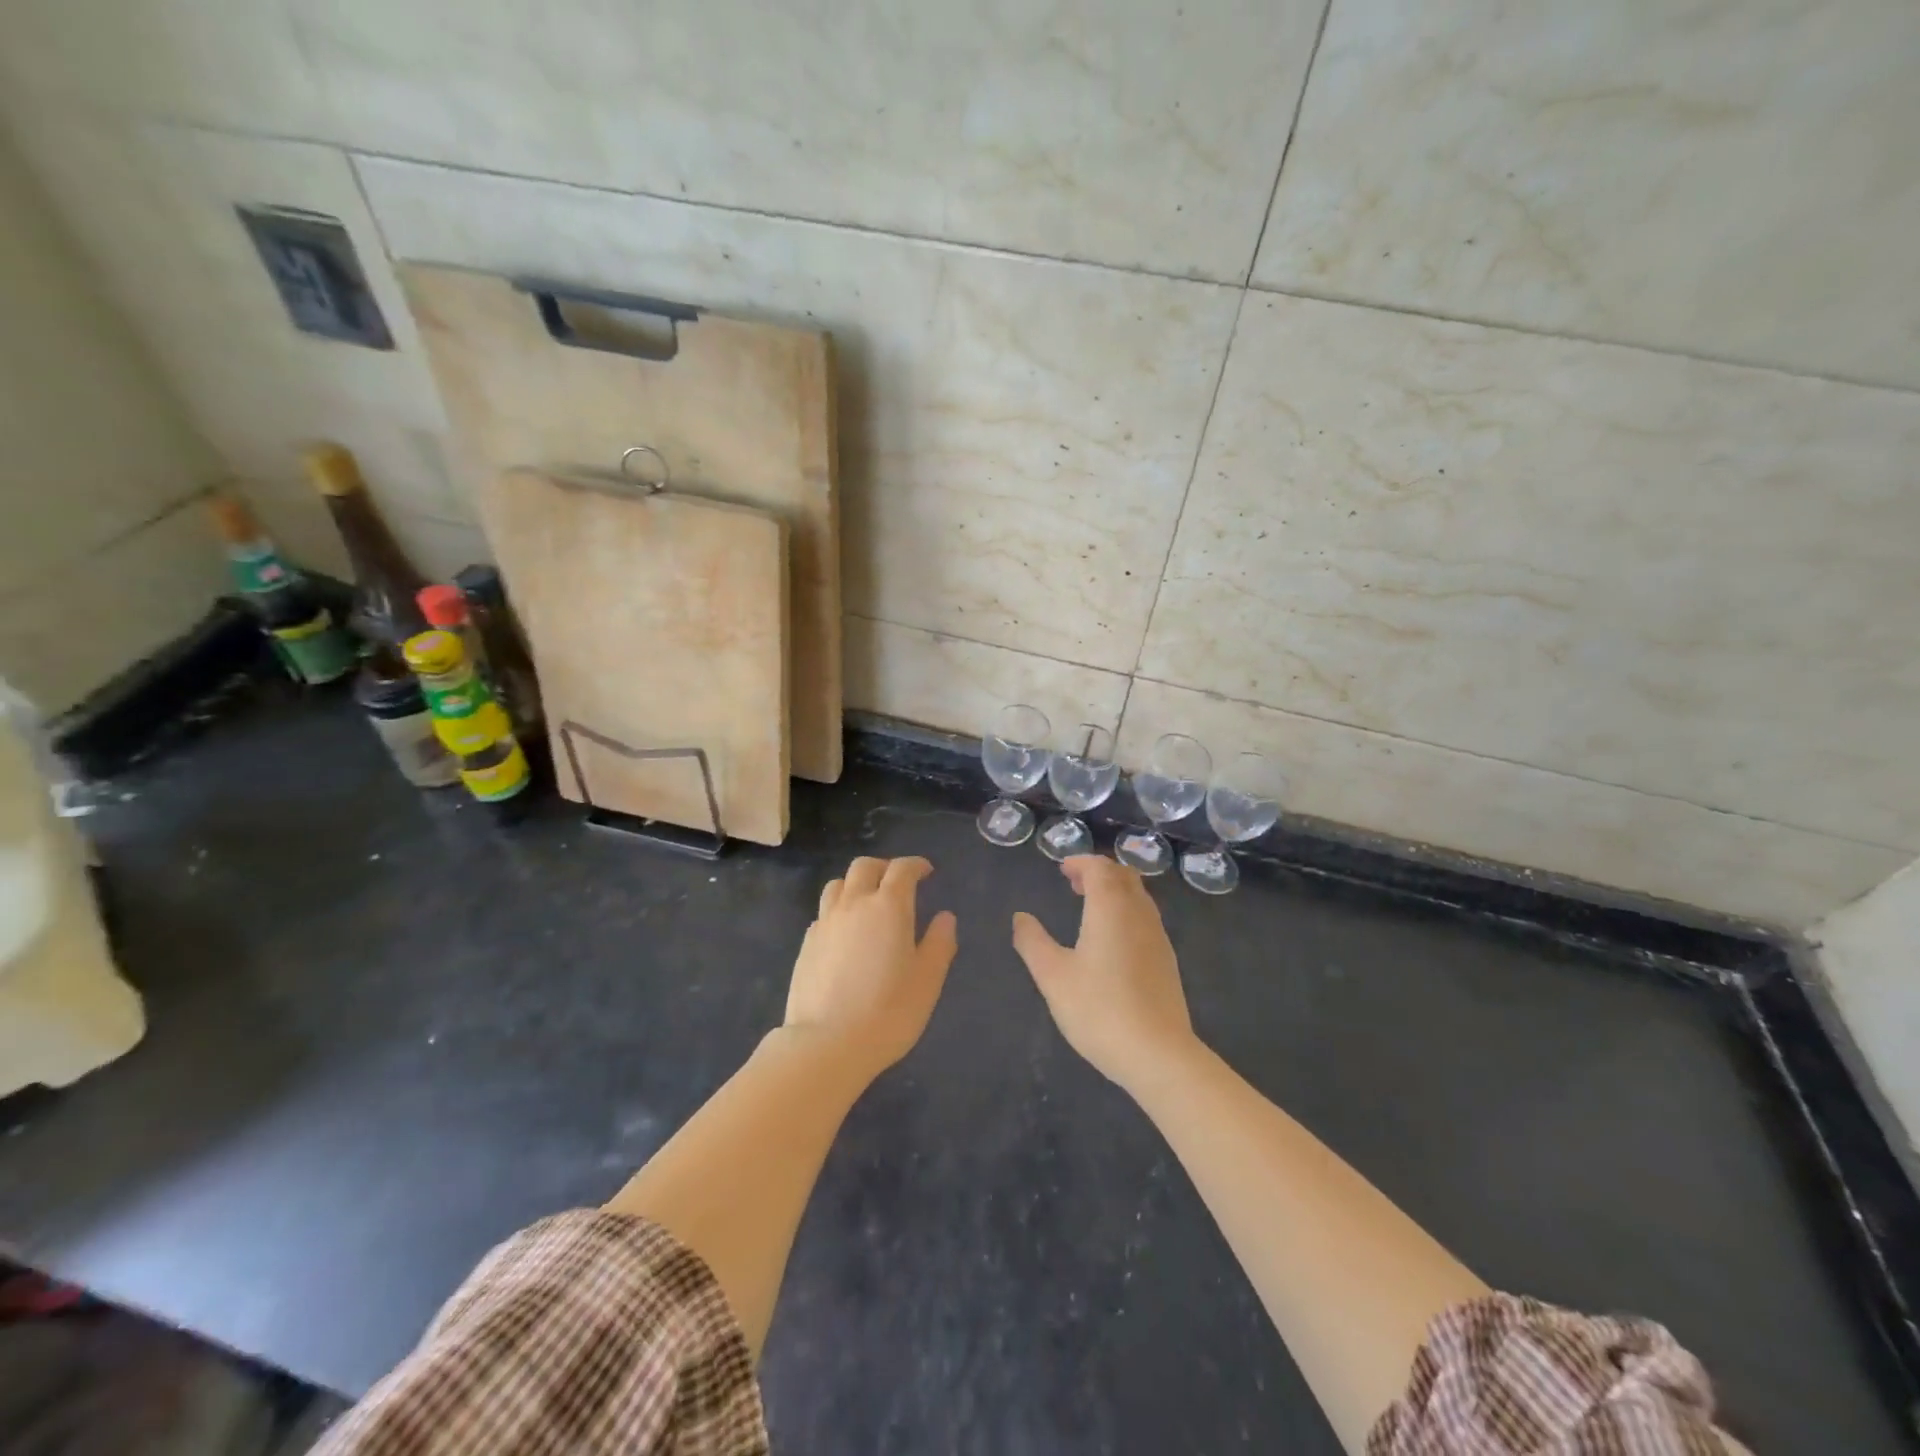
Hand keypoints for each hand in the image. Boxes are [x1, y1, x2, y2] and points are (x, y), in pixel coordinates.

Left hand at [785, 856, 957, 1078]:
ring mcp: (825, 923)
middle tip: (898, 883)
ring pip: (838, 884)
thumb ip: (939, 943)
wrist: (826, 1044)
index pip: (902, 869)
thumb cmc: (888, 1011)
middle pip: (864, 867)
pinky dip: (838, 911)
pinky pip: (823, 913)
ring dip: (856, 884)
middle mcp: (853, 904)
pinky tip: (845, 933)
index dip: (916, 865)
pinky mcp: (806, 944)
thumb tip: (945, 917)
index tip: (926, 872)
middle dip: (884, 867)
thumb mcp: (927, 980)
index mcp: (888, 906)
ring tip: (867, 902)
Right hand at [1013, 856, 1196, 1092]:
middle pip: (1124, 876)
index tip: (1062, 869)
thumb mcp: (1053, 976)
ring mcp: (1158, 937)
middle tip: (1074, 883)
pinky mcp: (1166, 961)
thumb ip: (1033, 942)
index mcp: (1110, 908)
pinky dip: (1126, 912)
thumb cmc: (1099, 1009)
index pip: (1100, 868)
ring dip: (1115, 892)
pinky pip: (1146, 919)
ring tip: (1090, 908)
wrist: (1158, 1054)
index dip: (1081, 863)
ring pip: (1139, 897)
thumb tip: (1020, 917)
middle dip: (1099, 872)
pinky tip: (1112, 941)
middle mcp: (1139, 914)